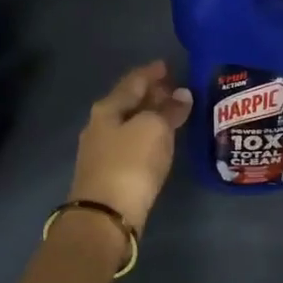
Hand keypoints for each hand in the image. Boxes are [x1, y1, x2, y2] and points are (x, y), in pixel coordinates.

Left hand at [68, 60, 191, 231]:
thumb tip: (182, 95)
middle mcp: (100, 125)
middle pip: (128, 102)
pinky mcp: (108, 173)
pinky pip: (131, 143)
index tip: (168, 65)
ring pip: (130, 123)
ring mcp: (101, 150)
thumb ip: (169, 110)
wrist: (105, 216)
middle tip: (175, 89)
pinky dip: (147, 136)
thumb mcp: (154, 129)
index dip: (151, 72)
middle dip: (151, 94)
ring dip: (150, 116)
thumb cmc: (130, 164)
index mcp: (108, 108)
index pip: (133, 81)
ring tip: (173, 113)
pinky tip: (160, 141)